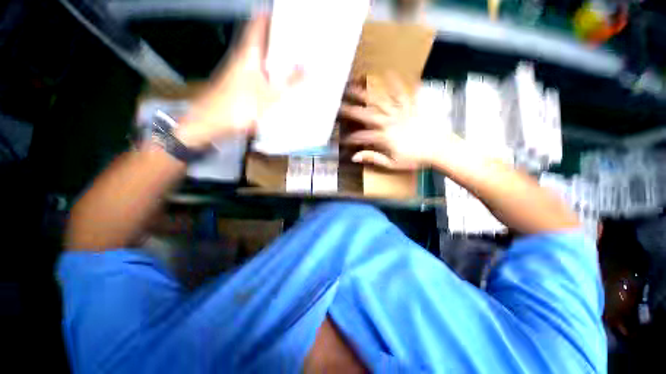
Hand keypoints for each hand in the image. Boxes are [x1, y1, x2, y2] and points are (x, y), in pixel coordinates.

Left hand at [177, 14, 300, 149]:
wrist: (211, 123)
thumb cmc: (238, 108)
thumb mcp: (270, 96)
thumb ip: (289, 82)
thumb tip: (306, 68)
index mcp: (248, 54)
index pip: (258, 25)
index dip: (269, 16)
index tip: (283, 13)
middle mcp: (242, 58)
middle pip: (259, 40)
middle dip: (276, 37)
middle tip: (294, 39)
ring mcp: (238, 70)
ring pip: (258, 56)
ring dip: (272, 55)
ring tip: (291, 59)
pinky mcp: (237, 83)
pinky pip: (256, 71)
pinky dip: (267, 71)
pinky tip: (277, 81)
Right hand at [339, 76, 455, 169]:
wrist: (440, 150)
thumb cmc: (416, 159)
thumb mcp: (392, 164)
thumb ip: (373, 158)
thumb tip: (355, 157)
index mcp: (384, 137)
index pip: (362, 137)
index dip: (351, 138)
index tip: (343, 139)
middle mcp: (389, 122)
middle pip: (366, 114)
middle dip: (351, 109)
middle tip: (339, 103)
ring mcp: (400, 113)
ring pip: (380, 101)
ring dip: (366, 93)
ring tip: (355, 84)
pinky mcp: (411, 107)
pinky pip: (403, 93)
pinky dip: (396, 83)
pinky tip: (389, 73)